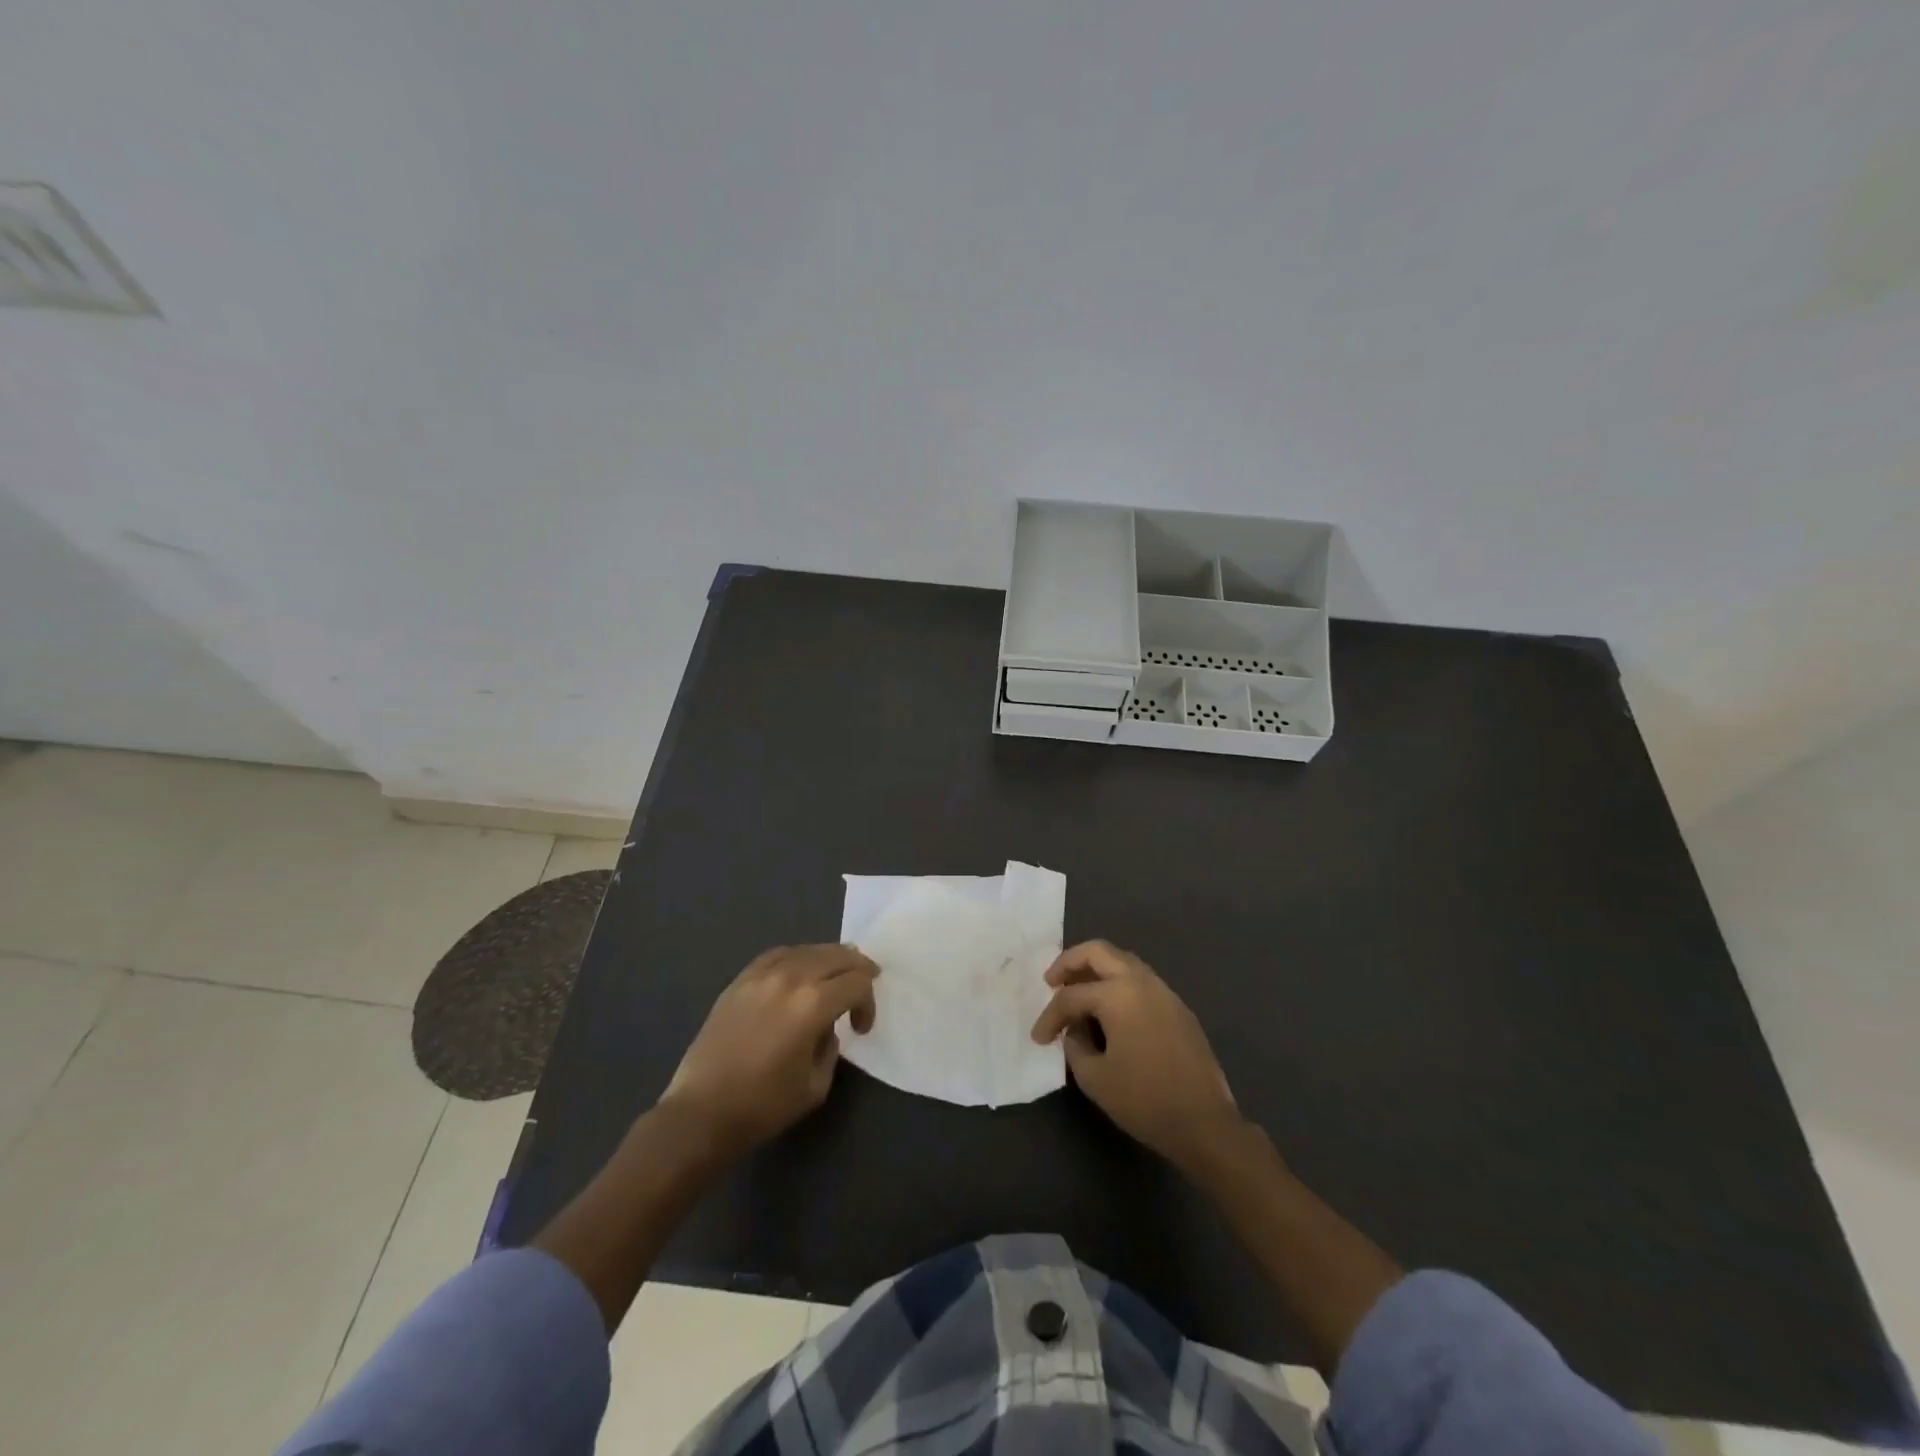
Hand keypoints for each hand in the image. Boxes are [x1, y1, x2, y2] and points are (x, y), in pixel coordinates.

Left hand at [661, 944, 877, 1156]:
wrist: (701, 1113)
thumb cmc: (763, 1106)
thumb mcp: (815, 1085)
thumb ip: (831, 1047)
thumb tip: (826, 1028)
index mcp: (813, 1004)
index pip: (856, 982)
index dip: (868, 1002)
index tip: (861, 1027)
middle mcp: (790, 979)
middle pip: (836, 955)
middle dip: (857, 968)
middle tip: (865, 983)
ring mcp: (761, 975)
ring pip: (807, 949)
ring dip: (829, 958)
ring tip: (837, 972)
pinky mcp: (740, 981)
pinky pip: (777, 955)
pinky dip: (797, 957)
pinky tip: (800, 969)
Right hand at [1031, 940, 1240, 1170]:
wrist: (1205, 1124)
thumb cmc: (1144, 1100)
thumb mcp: (1095, 1078)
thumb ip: (1075, 1046)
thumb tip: (1076, 1031)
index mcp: (1118, 994)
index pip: (1071, 996)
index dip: (1049, 1016)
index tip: (1038, 1039)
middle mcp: (1141, 982)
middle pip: (1098, 952)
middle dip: (1069, 962)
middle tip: (1052, 981)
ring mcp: (1164, 992)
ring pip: (1123, 961)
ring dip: (1096, 970)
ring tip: (1079, 992)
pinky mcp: (1178, 1008)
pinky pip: (1141, 981)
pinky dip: (1118, 984)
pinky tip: (1110, 1011)